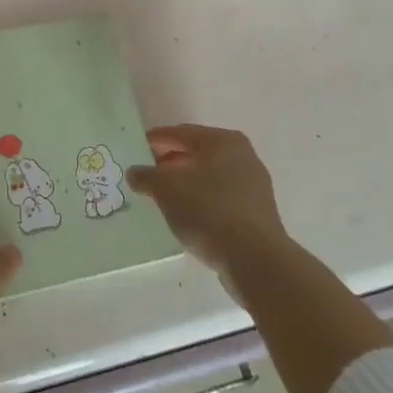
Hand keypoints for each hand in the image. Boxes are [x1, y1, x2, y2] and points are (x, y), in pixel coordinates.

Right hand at [128, 125, 291, 281]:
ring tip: (163, 197)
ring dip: (186, 183)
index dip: (156, 140)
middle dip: (171, 162)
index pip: (181, 133)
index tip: (137, 148)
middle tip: (148, 173)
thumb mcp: (166, 189)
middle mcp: (243, 156)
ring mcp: (254, 186)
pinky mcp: (257, 214)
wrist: (254, 259)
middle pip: (197, 154)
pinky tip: (187, 216)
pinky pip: (221, 199)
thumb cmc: (208, 210)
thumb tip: (135, 173)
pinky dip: (202, 202)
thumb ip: (146, 176)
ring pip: (210, 178)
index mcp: (223, 141)